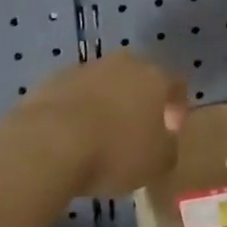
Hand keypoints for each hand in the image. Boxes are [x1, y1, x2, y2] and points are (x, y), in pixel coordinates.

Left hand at [18, 51, 187, 197]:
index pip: (176, 84)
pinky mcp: (54, 78)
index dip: (177, 108)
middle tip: (135, 132)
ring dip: (107, 104)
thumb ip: (168, 148)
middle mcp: (124, 63)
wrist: (49, 142)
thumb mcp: (157, 163)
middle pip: (139, 78)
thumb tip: (164, 142)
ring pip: (105, 83)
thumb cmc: (115, 152)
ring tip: (99, 137)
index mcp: (155, 77)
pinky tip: (71, 136)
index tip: (170, 133)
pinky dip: (78, 110)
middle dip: (139, 101)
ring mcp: (86, 67)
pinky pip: (75, 94)